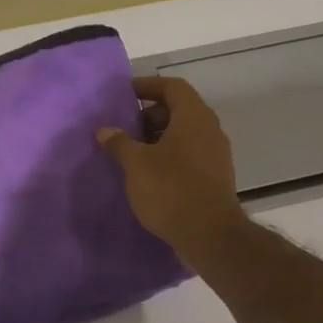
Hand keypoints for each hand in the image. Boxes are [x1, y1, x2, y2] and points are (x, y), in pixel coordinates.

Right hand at [97, 76, 245, 260]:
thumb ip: (119, 143)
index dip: (148, 85)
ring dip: (158, 137)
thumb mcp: (136, 164)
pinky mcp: (216, 177)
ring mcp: (216, 154)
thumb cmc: (171, 190)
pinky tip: (149, 174)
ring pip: (184, 134)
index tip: (125, 94)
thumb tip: (105, 130)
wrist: (211, 236)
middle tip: (125, 127)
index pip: (172, 86)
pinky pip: (190, 154)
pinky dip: (169, 156)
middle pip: (179, 109)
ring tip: (132, 152)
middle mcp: (210, 129)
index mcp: (194, 117)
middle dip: (150, 115)